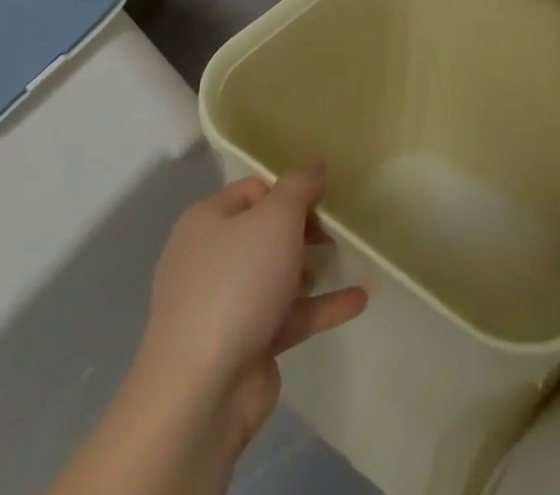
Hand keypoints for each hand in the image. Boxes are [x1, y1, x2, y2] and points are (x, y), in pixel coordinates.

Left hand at [135, 166, 366, 462]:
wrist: (201, 392)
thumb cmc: (237, 284)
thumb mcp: (276, 217)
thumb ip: (299, 186)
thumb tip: (315, 167)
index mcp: (206, 223)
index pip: (254, 190)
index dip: (289, 189)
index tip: (323, 197)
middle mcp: (211, 260)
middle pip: (266, 232)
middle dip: (304, 229)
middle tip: (335, 229)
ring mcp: (225, 306)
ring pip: (278, 275)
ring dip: (311, 268)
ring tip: (345, 259)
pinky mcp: (245, 344)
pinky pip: (289, 315)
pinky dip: (321, 306)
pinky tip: (358, 299)